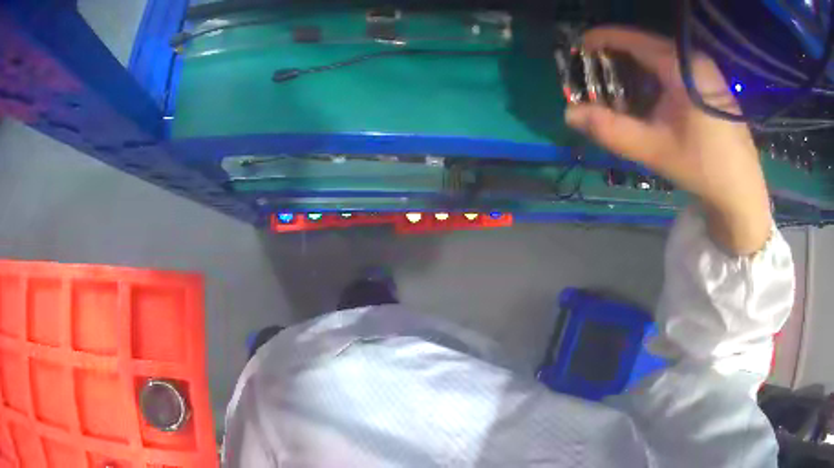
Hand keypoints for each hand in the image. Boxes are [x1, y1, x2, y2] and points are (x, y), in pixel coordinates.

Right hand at [564, 27, 771, 254]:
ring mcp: (705, 70)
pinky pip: (675, 68)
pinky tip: (650, 97)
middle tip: (596, 74)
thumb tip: (569, 113)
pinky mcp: (711, 83)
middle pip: (647, 45)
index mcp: (681, 66)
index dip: (602, 39)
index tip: (580, 47)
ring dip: (637, 67)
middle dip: (618, 56)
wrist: (742, 192)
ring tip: (618, 86)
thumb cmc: (702, 168)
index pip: (633, 39)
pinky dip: (655, 76)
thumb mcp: (654, 149)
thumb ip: (611, 129)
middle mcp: (694, 59)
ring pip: (661, 57)